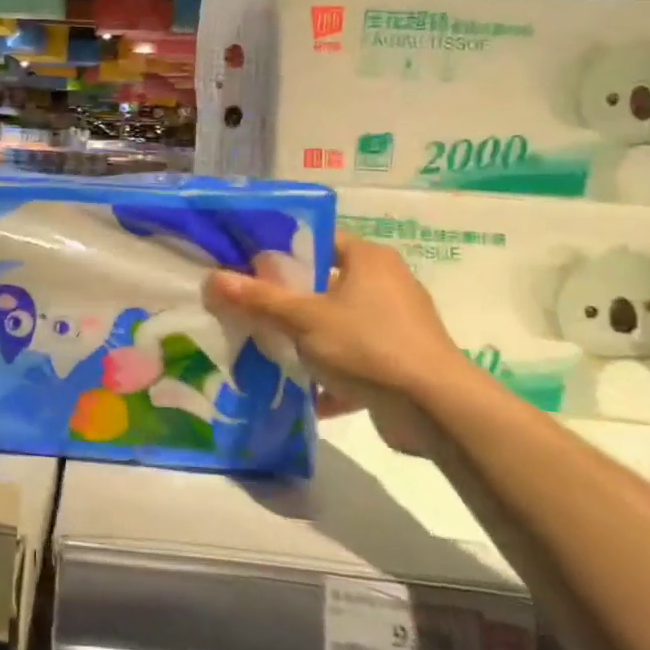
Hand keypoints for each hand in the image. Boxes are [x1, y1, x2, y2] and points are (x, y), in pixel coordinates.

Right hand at [204, 232, 472, 455]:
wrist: (436, 409)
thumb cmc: (368, 344)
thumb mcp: (304, 319)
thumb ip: (259, 299)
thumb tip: (213, 278)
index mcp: (369, 259)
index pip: (319, 240)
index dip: (282, 250)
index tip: (247, 266)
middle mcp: (387, 283)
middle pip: (325, 283)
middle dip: (289, 301)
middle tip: (250, 308)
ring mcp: (397, 324)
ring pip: (338, 324)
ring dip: (307, 340)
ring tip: (269, 349)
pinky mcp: (400, 361)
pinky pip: (354, 359)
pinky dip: (332, 374)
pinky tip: (305, 392)